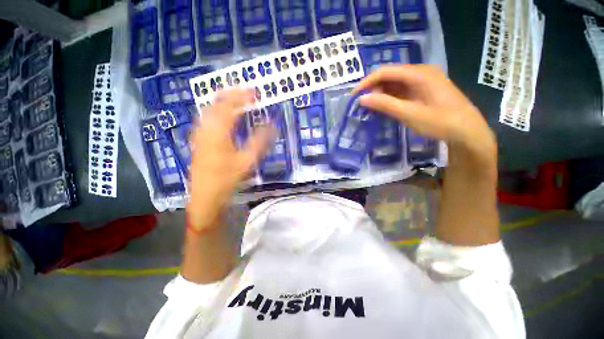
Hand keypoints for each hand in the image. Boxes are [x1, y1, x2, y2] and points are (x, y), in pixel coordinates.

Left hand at [187, 89, 272, 230]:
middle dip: (232, 94)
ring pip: (209, 110)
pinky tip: (223, 116)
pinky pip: (206, 119)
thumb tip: (272, 125)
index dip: (242, 96)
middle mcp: (206, 128)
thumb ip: (260, 141)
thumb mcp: (248, 160)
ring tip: (236, 100)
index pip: (230, 106)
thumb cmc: (228, 178)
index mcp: (218, 132)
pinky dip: (217, 112)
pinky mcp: (198, 140)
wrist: (206, 195)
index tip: (254, 92)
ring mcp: (199, 134)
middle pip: (216, 103)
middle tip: (246, 92)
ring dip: (223, 102)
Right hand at [354, 65, 496, 171]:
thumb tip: (362, 99)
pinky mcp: (423, 91)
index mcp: (419, 74)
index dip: (367, 82)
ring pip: (395, 83)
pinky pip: (401, 90)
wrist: (467, 131)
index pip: (386, 72)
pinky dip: (390, 98)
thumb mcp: (410, 114)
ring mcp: (423, 81)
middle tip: (361, 104)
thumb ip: (385, 104)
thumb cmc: (441, 122)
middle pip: (390, 76)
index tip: (354, 96)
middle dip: (373, 88)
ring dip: (380, 94)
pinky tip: (383, 107)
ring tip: (369, 107)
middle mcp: (420, 73)